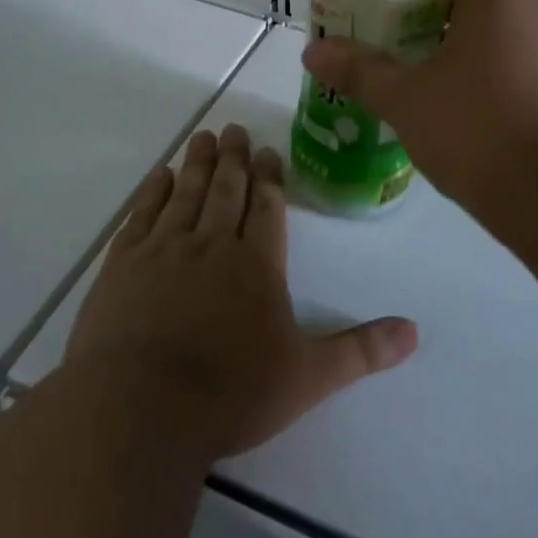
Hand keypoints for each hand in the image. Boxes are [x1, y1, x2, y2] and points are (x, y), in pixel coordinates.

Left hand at [64, 124, 417, 458]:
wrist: (140, 408)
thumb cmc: (231, 393)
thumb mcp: (308, 377)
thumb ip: (360, 351)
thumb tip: (414, 332)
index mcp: (257, 264)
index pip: (267, 208)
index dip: (270, 178)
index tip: (267, 151)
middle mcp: (211, 245)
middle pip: (226, 190)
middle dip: (233, 158)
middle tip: (234, 129)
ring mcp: (163, 251)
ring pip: (186, 194)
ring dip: (196, 164)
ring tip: (203, 137)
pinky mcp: (122, 265)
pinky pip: (141, 215)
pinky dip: (152, 192)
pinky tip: (159, 177)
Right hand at [302, 0, 537, 211]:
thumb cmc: (476, 129)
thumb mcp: (405, 100)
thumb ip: (359, 71)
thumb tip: (311, 52)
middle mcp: (537, 5)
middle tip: (408, 25)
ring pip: (515, 19)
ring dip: (480, 30)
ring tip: (436, 63)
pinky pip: (531, 52)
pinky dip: (503, 61)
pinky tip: (475, 98)